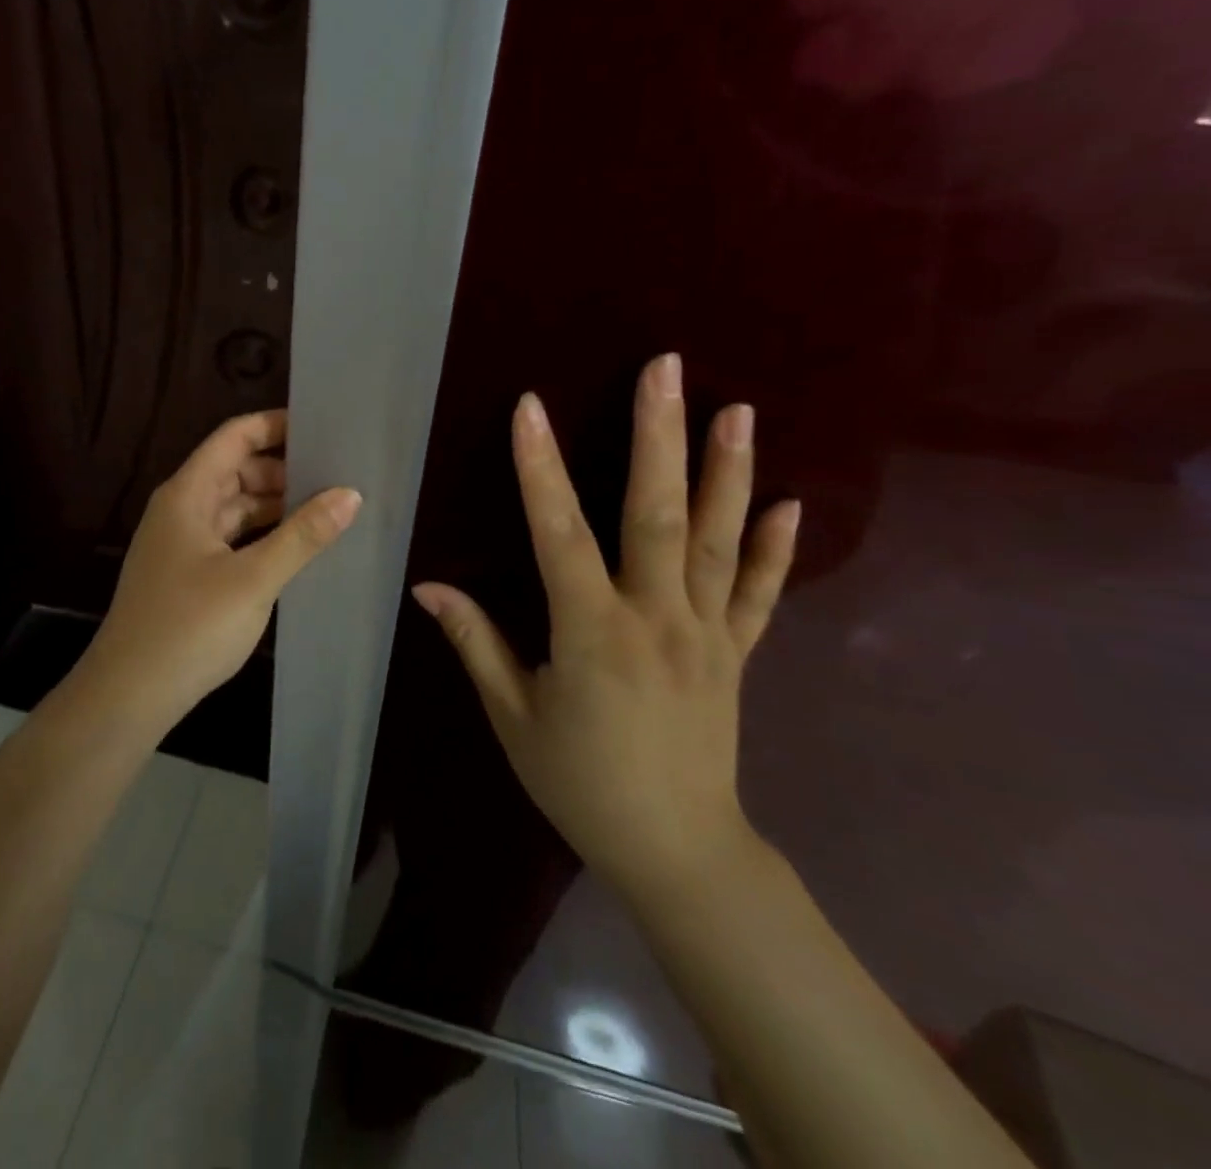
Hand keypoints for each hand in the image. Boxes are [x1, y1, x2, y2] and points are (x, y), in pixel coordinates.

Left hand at [82, 409, 361, 724]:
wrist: (130, 692)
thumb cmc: (189, 627)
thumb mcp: (253, 579)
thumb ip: (302, 535)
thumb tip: (350, 494)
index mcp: (188, 494)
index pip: (234, 438)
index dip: (275, 426)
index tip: (322, 427)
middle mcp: (181, 508)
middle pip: (235, 469)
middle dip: (283, 468)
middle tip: (336, 474)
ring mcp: (182, 542)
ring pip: (234, 506)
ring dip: (274, 504)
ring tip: (326, 508)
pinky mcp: (187, 573)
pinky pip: (230, 537)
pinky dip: (261, 534)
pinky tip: (295, 547)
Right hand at [411, 354, 798, 906]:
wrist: (677, 849)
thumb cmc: (580, 782)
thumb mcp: (513, 716)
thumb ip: (476, 642)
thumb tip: (428, 587)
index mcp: (592, 633)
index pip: (560, 534)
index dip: (541, 468)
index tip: (530, 407)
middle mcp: (656, 618)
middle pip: (658, 514)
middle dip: (659, 436)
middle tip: (666, 369)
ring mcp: (707, 633)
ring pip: (720, 540)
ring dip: (729, 470)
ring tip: (738, 408)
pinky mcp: (736, 653)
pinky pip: (762, 594)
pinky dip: (778, 548)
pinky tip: (791, 502)